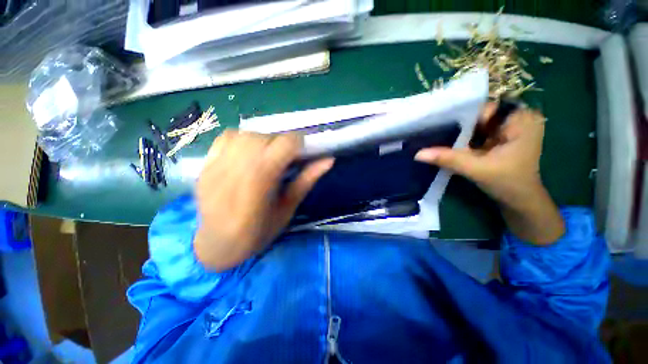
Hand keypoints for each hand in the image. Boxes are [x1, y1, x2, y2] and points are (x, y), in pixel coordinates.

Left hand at [194, 130, 333, 270]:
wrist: (216, 244)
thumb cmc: (258, 233)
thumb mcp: (288, 209)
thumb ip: (307, 180)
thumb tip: (329, 160)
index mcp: (261, 183)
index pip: (283, 144)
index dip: (298, 145)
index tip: (301, 154)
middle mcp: (236, 169)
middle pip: (265, 137)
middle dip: (281, 144)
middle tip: (285, 160)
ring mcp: (217, 165)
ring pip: (247, 134)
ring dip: (263, 140)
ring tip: (267, 156)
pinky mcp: (206, 164)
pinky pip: (227, 137)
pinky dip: (243, 139)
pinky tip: (247, 153)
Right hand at [415, 104, 564, 244]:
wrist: (520, 201)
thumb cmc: (508, 184)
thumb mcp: (476, 169)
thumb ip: (448, 159)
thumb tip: (418, 154)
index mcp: (521, 119)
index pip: (483, 109)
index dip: (459, 117)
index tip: (437, 125)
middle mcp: (517, 118)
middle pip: (479, 116)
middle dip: (457, 126)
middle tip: (434, 132)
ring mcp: (509, 128)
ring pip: (476, 125)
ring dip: (459, 133)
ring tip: (438, 137)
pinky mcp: (501, 137)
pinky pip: (477, 132)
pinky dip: (463, 139)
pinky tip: (450, 144)